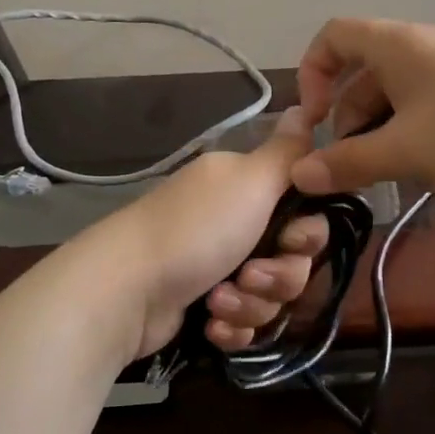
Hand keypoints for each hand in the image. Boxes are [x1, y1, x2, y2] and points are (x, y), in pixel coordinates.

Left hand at [108, 107, 330, 360]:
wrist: (126, 292)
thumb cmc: (195, 231)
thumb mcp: (249, 180)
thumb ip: (287, 152)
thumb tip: (305, 107)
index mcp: (248, 190)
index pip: (307, 214)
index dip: (308, 235)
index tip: (292, 240)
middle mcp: (237, 225)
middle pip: (294, 262)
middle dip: (278, 276)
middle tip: (248, 274)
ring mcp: (220, 268)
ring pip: (271, 297)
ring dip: (250, 303)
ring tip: (218, 300)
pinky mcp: (206, 308)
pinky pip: (246, 324)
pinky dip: (231, 326)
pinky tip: (209, 323)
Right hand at [289, 18, 434, 198]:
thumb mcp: (406, 151)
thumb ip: (348, 163)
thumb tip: (300, 175)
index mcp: (396, 45)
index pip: (333, 37)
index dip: (312, 73)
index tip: (315, 121)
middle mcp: (421, 47)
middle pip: (362, 73)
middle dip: (347, 119)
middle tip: (349, 167)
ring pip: (395, 95)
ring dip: (378, 133)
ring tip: (383, 177)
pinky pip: (426, 107)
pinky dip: (410, 134)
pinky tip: (420, 170)